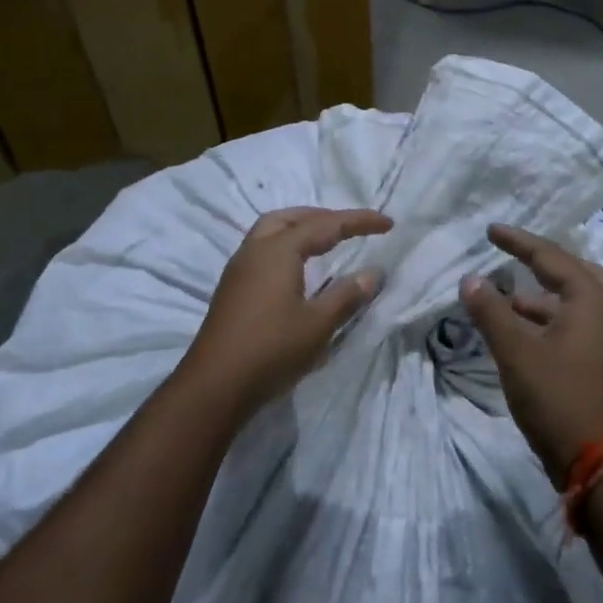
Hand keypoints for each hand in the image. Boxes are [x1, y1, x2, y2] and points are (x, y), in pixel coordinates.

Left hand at [180, 206, 392, 417]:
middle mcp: (255, 250)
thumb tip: (373, 273)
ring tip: (325, 242)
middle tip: (349, 227)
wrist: (214, 386)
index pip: (326, 224)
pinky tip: (297, 269)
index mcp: (278, 250)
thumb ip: (347, 295)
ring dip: (299, 229)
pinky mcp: (232, 289)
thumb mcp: (318, 324)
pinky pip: (262, 250)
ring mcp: (239, 269)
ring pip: (270, 231)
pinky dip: (285, 246)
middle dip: (322, 216)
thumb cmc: (271, 350)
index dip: (358, 221)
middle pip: (290, 218)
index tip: (388, 223)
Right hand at [460, 223, 602, 485]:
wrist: (602, 463)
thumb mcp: (515, 352)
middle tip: (515, 257)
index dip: (517, 242)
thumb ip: (491, 312)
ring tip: (513, 299)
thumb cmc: (558, 398)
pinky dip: (557, 316)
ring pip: (582, 300)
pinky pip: (584, 322)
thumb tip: (471, 279)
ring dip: (548, 295)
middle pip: (577, 272)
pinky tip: (530, 332)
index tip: (490, 230)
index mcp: (592, 299)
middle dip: (543, 263)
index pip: (550, 257)